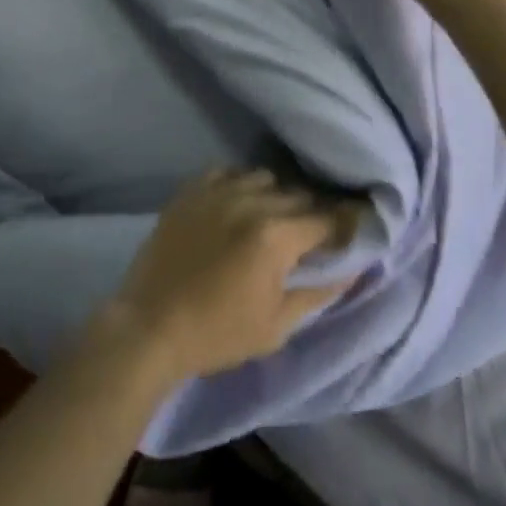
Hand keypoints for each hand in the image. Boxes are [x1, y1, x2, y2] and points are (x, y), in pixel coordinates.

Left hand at [93, 170, 353, 389]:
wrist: (150, 325)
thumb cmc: (218, 333)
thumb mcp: (277, 325)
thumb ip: (319, 292)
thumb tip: (354, 268)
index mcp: (276, 235)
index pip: (327, 219)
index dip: (345, 225)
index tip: (354, 230)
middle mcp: (251, 200)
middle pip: (299, 194)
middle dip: (313, 212)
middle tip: (314, 234)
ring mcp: (219, 189)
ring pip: (265, 178)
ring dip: (277, 196)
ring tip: (273, 219)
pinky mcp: (193, 187)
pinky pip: (230, 171)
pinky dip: (242, 184)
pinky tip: (239, 205)